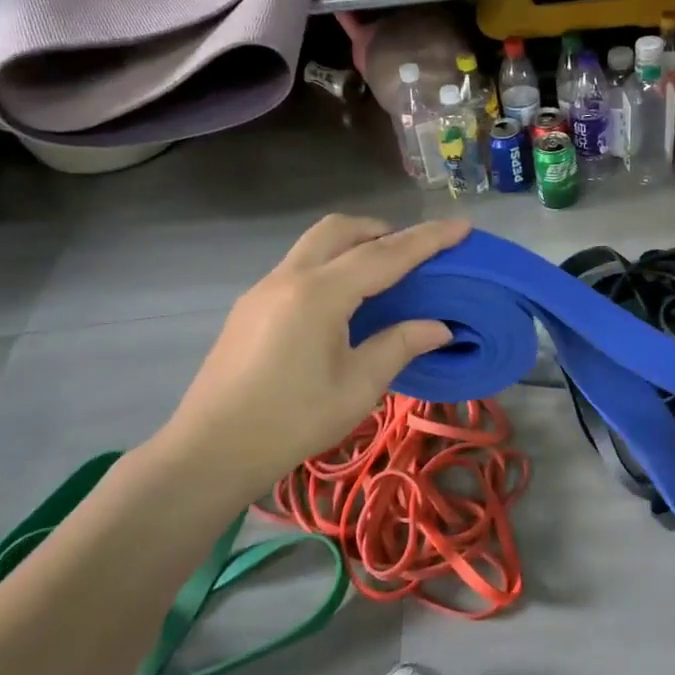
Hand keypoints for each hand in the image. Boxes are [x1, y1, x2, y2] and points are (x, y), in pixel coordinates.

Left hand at [151, 215, 466, 489]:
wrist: (212, 449)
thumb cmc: (293, 421)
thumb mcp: (358, 387)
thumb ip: (400, 345)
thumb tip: (439, 327)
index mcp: (319, 294)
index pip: (384, 255)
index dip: (427, 240)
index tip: (462, 226)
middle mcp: (289, 278)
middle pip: (340, 229)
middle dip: (382, 229)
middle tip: (413, 253)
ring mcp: (263, 289)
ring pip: (314, 244)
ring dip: (352, 244)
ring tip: (382, 274)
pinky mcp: (250, 306)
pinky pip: (298, 266)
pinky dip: (330, 265)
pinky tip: (342, 303)